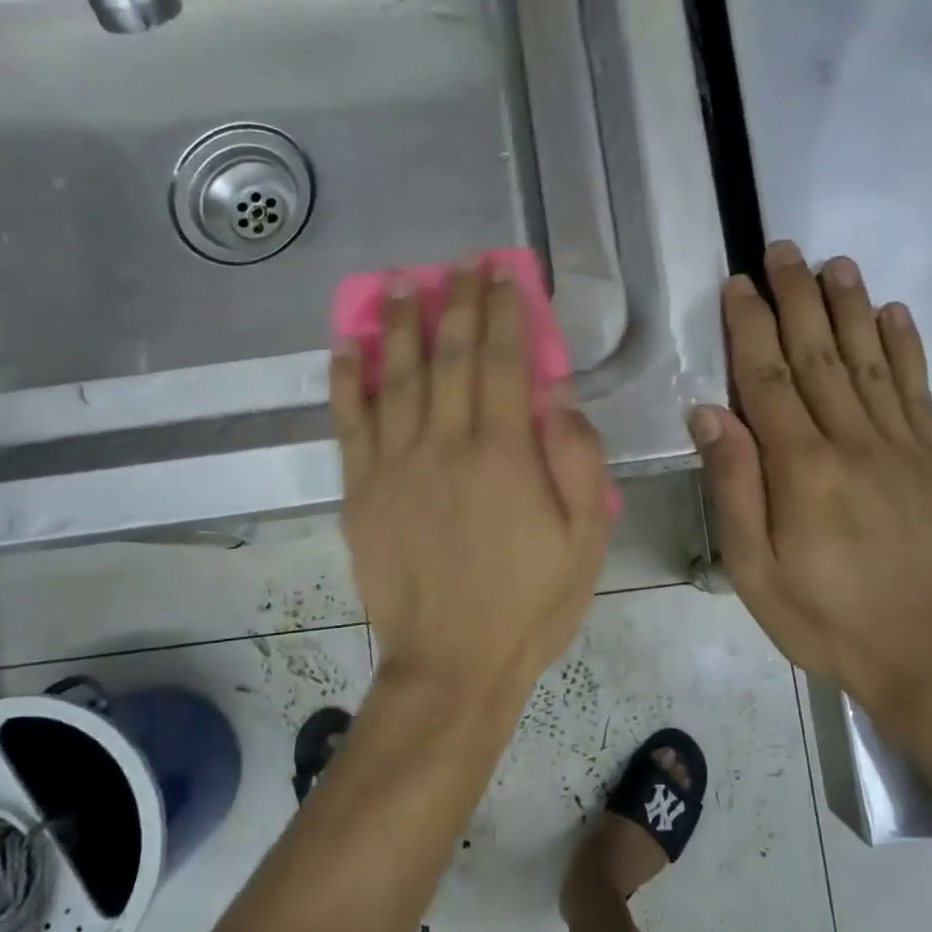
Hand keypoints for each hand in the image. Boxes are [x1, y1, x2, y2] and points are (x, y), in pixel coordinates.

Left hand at [331, 264, 612, 711]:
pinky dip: (345, 382)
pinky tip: (345, 348)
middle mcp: (445, 445)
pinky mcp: (360, 493)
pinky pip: (349, 425)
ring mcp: (394, 466)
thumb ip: (578, 462)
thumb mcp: (586, 541)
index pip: (504, 361)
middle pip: (448, 355)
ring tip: (401, 284)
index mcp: (504, 454)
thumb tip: (558, 394)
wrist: (451, 665)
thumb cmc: (529, 605)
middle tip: (459, 266)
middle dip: (456, 302)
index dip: (505, 312)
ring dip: (398, 324)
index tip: (504, 276)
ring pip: (394, 377)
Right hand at [692, 243, 931, 737]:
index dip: (750, 327)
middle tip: (783, 250)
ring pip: (872, 361)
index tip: (739, 284)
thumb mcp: (755, 572)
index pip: (767, 380)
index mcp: (802, 470)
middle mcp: (854, 443)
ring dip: (850, 308)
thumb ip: (735, 488)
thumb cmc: (828, 622)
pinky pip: (920, 391)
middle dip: (797, 298)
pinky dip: (907, 347)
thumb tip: (709, 414)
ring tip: (836, 264)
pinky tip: (895, 314)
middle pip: (819, 356)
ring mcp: (906, 448)